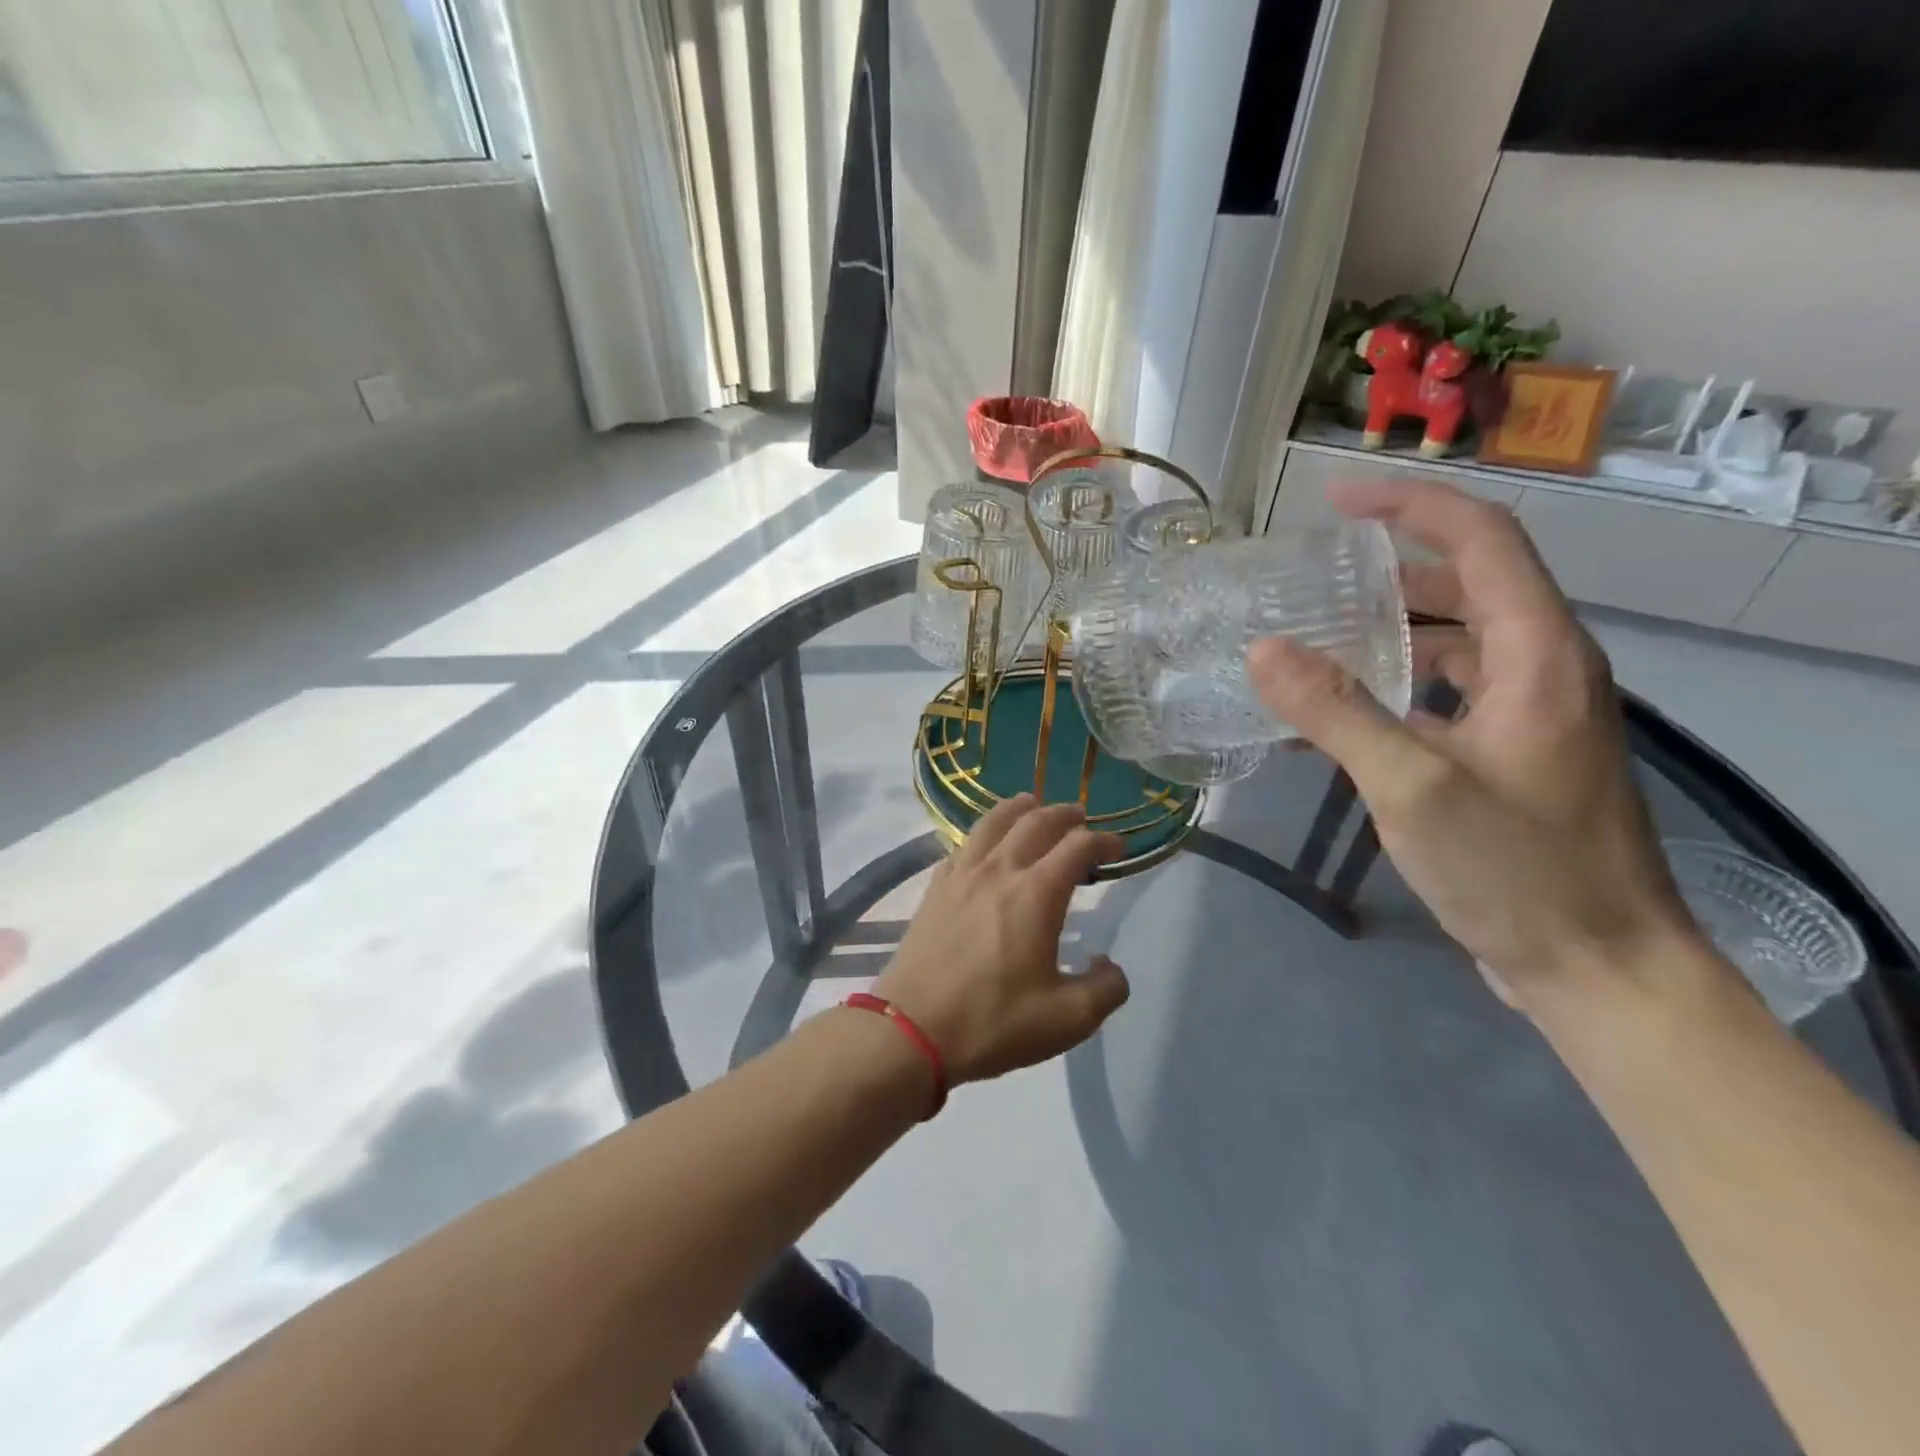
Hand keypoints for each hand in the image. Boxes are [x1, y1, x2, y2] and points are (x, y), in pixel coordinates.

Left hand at [872, 795, 1129, 1083]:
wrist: (913, 1029)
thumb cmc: (994, 1021)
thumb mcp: (1068, 1019)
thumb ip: (1106, 989)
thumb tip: (1107, 964)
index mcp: (1036, 893)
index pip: (1077, 846)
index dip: (1102, 840)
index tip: (1117, 847)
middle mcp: (999, 870)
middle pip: (1035, 822)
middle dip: (1064, 814)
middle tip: (1080, 817)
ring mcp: (961, 875)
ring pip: (993, 822)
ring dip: (1019, 808)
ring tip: (1031, 803)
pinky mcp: (935, 889)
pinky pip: (963, 845)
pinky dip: (983, 833)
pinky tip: (984, 844)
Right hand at [1247, 479, 1709, 1008]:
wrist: (1599, 967)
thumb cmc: (1517, 870)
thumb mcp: (1413, 787)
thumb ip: (1335, 713)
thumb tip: (1262, 650)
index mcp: (1539, 654)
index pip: (1482, 540)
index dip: (1409, 507)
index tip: (1337, 501)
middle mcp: (1544, 668)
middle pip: (1469, 584)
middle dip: (1390, 567)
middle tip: (1312, 575)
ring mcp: (1530, 714)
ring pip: (1457, 640)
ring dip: (1391, 628)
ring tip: (1316, 635)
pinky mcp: (1512, 753)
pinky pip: (1449, 690)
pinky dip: (1398, 682)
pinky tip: (1345, 710)